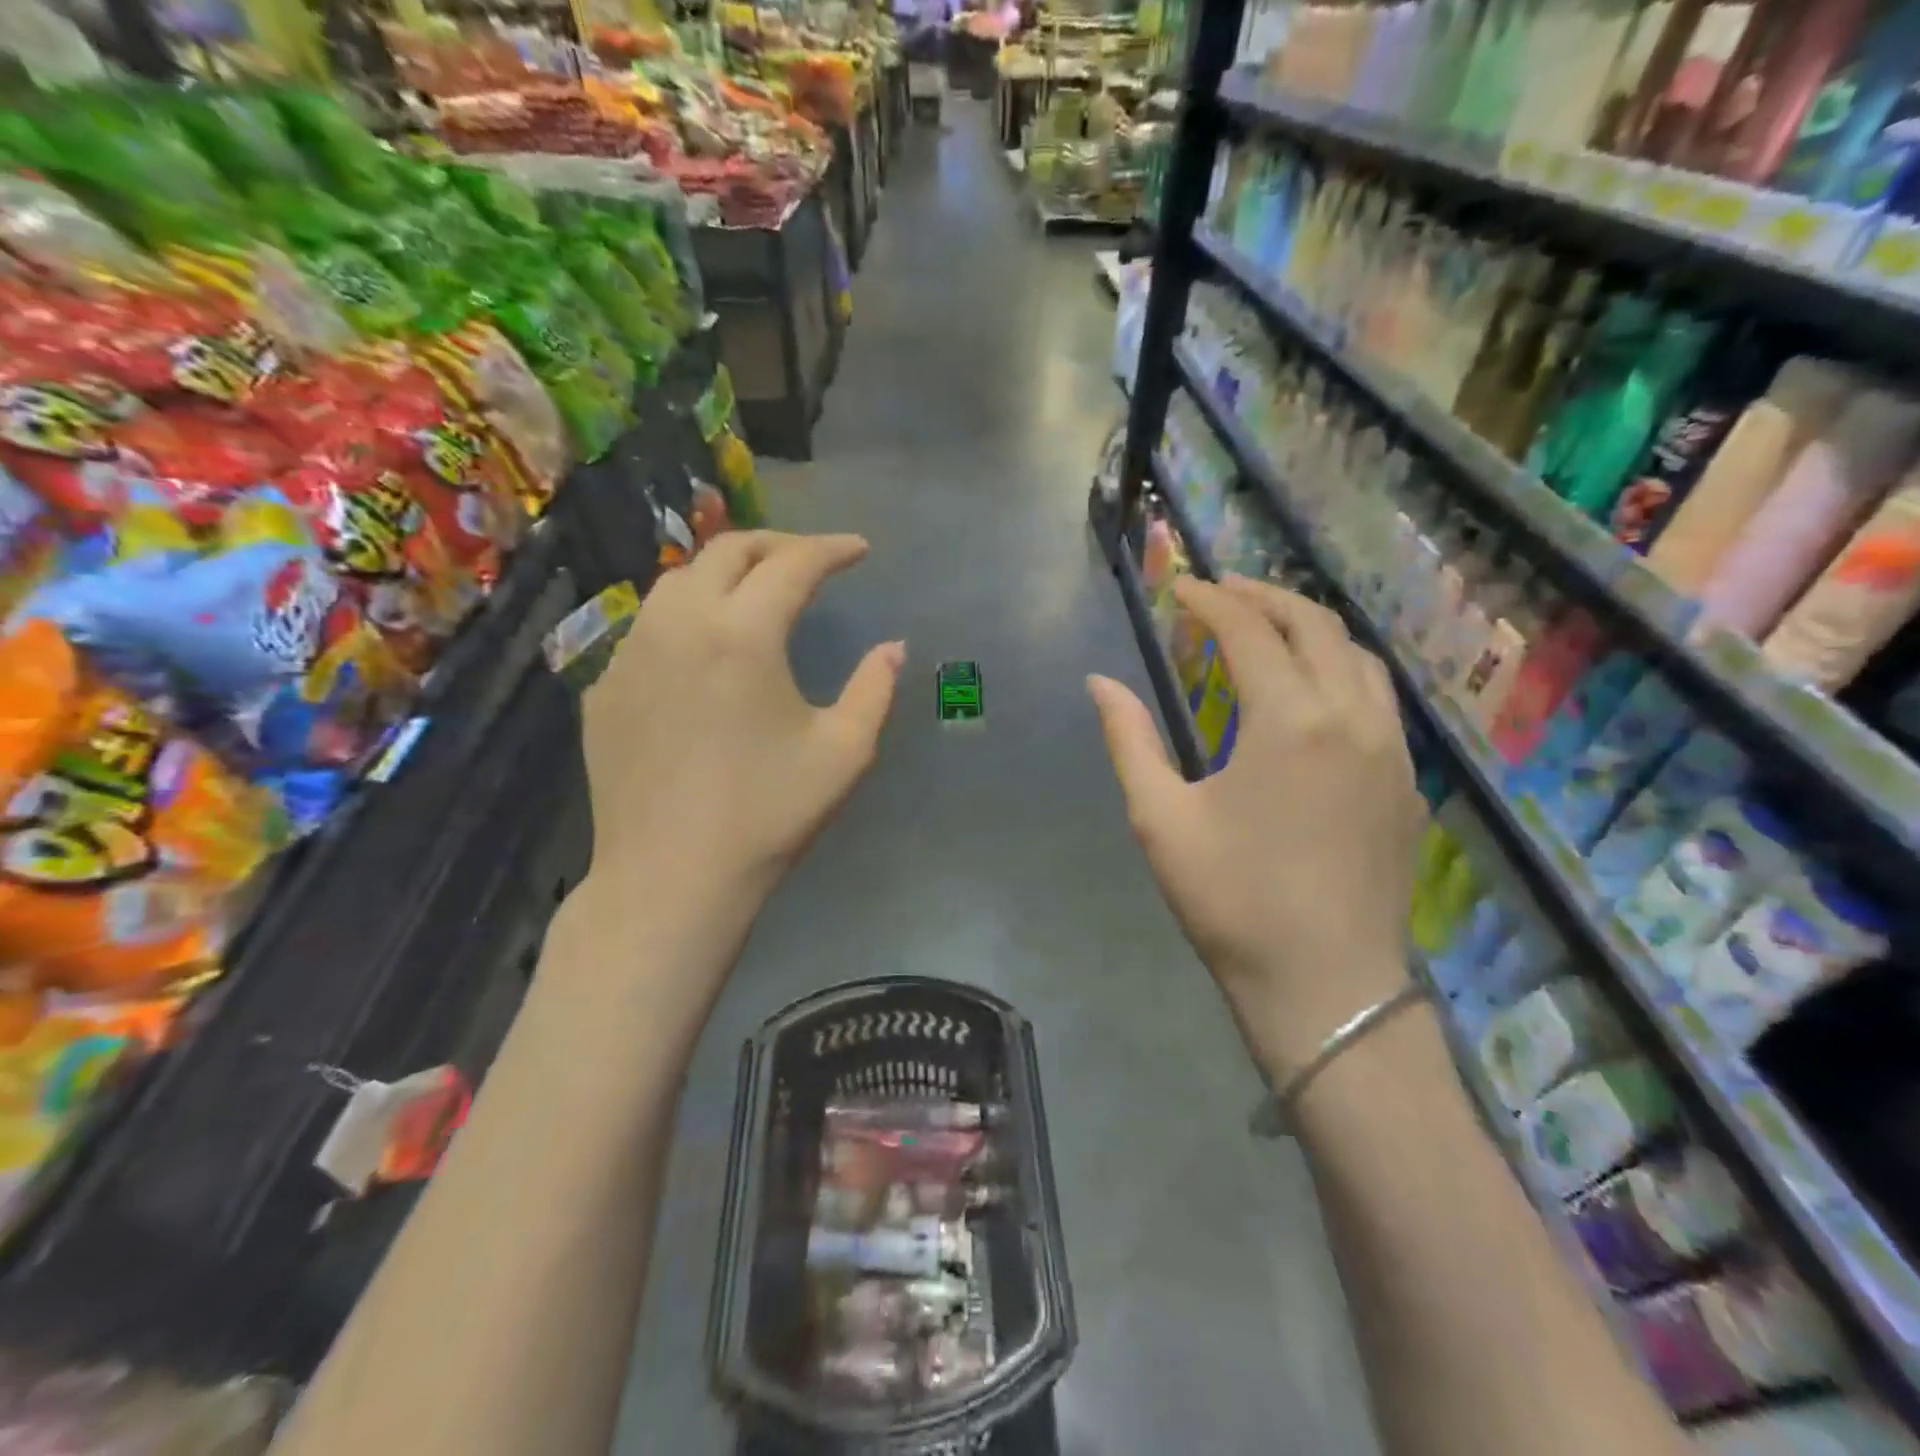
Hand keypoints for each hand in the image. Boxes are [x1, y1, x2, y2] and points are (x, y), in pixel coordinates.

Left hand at [581, 531, 903, 907]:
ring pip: (678, 581)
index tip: (859, 550)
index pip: (793, 563)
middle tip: (811, 560)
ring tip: (756, 592)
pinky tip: (704, 651)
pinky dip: (687, 617)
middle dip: (776, 545)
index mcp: (743, 634)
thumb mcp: (843, 753)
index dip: (832, 548)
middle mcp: (679, 624)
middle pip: (727, 551)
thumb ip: (875, 689)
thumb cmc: (767, 815)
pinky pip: (648, 627)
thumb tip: (893, 647)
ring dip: (725, 573)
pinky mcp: (605, 686)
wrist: (670, 877)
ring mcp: (631, 653)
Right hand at [1090, 575, 1425, 1079]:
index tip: (1180, 587)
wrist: (1324, 984)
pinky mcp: (1404, 781)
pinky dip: (1341, 668)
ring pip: (1357, 656)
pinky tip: (1314, 689)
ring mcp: (1389, 748)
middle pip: (1314, 625)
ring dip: (1310, 627)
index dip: (1210, 601)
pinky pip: (1378, 697)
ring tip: (1268, 626)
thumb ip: (1129, 739)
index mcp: (1288, 721)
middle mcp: (1350, 716)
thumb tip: (1099, 682)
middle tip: (1221, 591)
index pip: (1249, 631)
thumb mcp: (1160, 818)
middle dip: (1264, 597)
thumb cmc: (1230, 900)